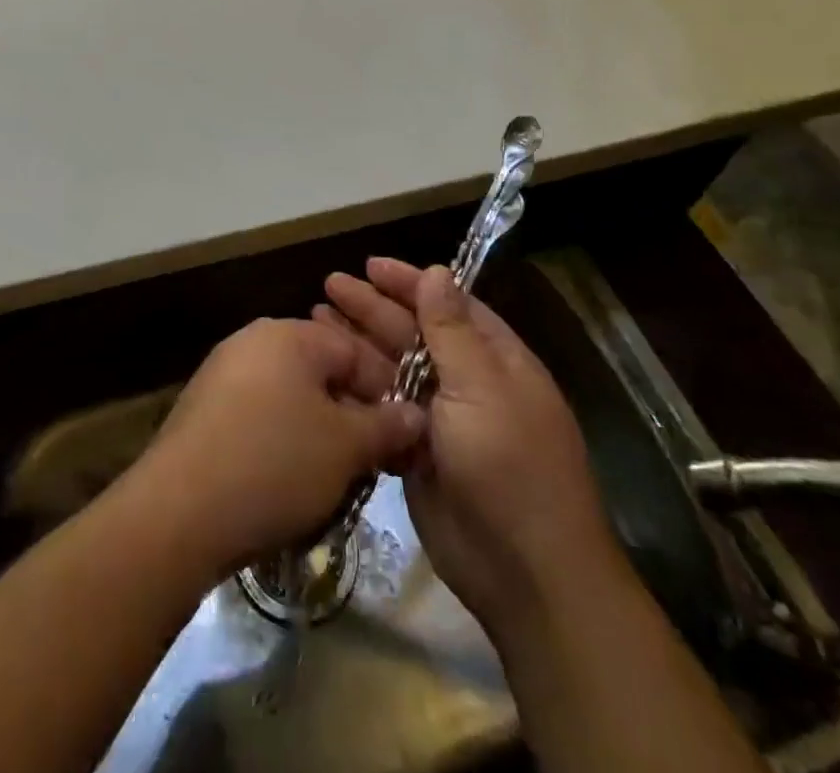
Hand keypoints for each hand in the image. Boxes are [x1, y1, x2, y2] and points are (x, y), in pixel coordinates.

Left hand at [122, 317, 425, 581]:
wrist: (177, 511)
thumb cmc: (273, 464)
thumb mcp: (345, 448)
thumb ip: (387, 425)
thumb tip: (416, 414)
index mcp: (290, 333)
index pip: (356, 350)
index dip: (387, 393)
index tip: (403, 440)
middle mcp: (253, 340)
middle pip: (321, 371)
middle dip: (351, 414)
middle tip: (370, 462)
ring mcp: (222, 372)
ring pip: (290, 395)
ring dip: (317, 431)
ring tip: (333, 478)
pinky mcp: (201, 408)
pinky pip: (258, 414)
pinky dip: (280, 440)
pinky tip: (285, 481)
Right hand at [317, 258, 626, 652]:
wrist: (525, 572)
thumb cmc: (509, 464)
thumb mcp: (482, 387)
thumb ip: (452, 329)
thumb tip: (438, 271)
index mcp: (494, 359)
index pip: (447, 304)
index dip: (409, 283)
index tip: (370, 265)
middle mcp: (467, 382)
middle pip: (412, 333)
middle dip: (372, 308)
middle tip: (329, 285)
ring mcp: (440, 419)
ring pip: (392, 369)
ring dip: (357, 344)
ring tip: (315, 318)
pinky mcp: (416, 453)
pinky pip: (382, 409)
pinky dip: (357, 389)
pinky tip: (326, 374)